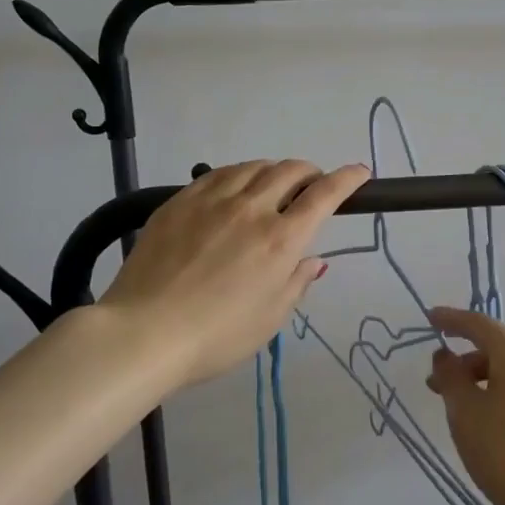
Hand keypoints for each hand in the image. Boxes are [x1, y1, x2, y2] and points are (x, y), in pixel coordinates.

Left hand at [99, 160, 370, 388]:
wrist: (144, 332)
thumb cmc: (216, 337)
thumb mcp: (269, 319)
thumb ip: (296, 283)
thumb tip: (314, 260)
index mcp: (281, 240)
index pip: (324, 195)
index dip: (347, 179)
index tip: (360, 172)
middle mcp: (251, 209)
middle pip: (290, 171)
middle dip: (310, 172)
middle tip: (312, 185)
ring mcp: (213, 200)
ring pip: (254, 166)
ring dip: (274, 170)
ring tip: (275, 184)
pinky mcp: (181, 200)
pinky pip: (219, 174)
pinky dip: (239, 174)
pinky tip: (235, 185)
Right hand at [425, 307, 504, 504]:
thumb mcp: (465, 411)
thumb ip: (450, 377)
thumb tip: (445, 356)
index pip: (479, 324)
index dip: (451, 319)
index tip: (429, 319)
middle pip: (496, 350)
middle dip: (463, 361)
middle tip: (434, 384)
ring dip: (480, 383)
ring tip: (457, 412)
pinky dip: (498, 399)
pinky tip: (486, 428)